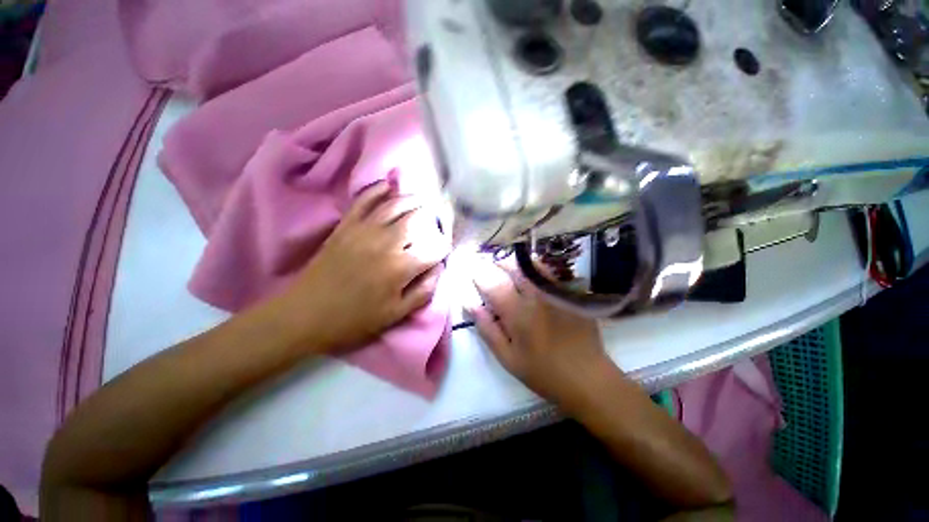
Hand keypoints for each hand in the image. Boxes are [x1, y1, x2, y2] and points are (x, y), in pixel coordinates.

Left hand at [272, 181, 449, 352]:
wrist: (305, 314)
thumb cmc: (355, 319)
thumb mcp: (396, 314)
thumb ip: (423, 291)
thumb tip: (438, 269)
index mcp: (401, 267)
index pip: (434, 249)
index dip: (443, 247)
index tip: (444, 249)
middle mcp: (387, 242)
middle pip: (417, 219)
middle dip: (432, 217)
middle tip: (437, 219)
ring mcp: (364, 230)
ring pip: (395, 205)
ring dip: (412, 199)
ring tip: (422, 200)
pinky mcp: (346, 226)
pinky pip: (364, 200)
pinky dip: (377, 189)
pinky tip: (388, 185)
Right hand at [468, 260, 611, 407]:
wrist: (588, 378)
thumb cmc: (543, 372)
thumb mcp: (508, 358)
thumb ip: (487, 329)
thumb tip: (470, 305)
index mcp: (518, 314)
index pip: (493, 285)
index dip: (480, 276)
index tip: (474, 274)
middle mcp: (536, 297)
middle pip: (513, 269)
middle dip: (498, 264)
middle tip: (491, 267)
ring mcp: (556, 293)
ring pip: (532, 266)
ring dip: (516, 263)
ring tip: (508, 267)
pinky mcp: (571, 294)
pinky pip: (551, 273)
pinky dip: (536, 269)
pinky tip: (532, 274)